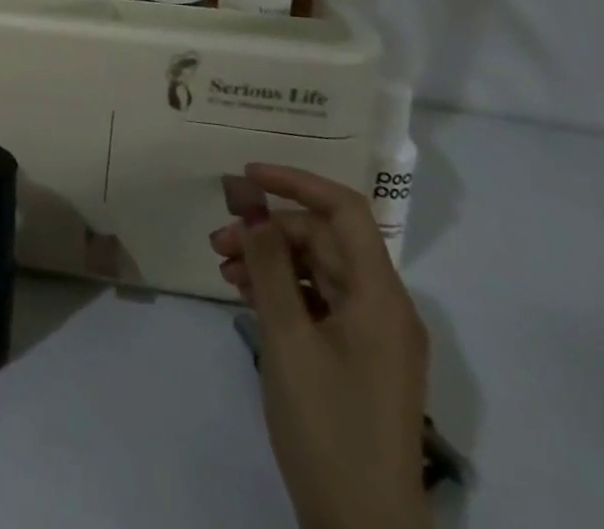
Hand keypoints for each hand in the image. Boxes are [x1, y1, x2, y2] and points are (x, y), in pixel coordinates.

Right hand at [210, 164, 431, 528]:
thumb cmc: (327, 425)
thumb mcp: (287, 337)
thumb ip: (268, 263)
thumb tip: (251, 203)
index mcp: (381, 296)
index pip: (344, 210)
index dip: (296, 182)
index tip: (247, 177)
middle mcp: (385, 306)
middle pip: (324, 239)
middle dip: (270, 230)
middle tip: (219, 242)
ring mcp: (373, 334)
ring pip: (318, 269)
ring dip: (271, 260)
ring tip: (225, 270)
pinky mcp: (359, 357)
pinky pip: (320, 300)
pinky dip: (283, 290)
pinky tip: (247, 296)